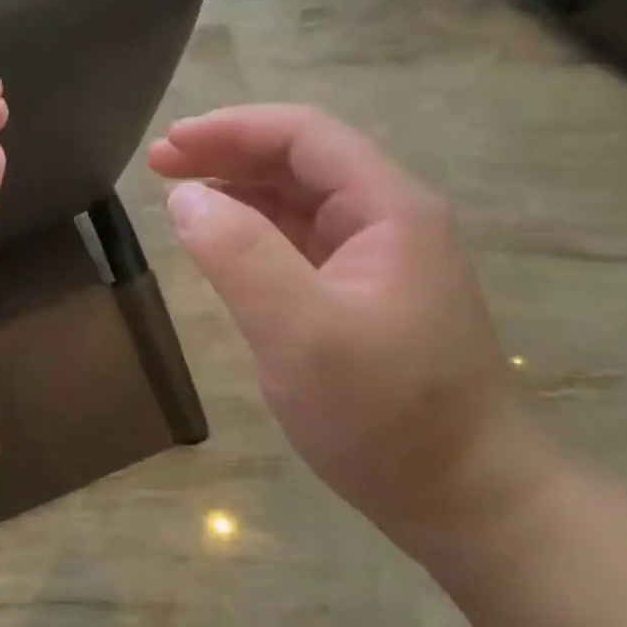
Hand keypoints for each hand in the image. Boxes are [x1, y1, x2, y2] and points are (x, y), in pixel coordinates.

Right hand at [150, 105, 559, 559]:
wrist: (465, 497)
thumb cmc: (386, 414)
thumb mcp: (301, 332)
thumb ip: (239, 256)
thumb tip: (186, 197)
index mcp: (388, 210)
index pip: (304, 136)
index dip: (231, 129)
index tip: (169, 145)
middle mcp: (388, 221)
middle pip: (301, 163)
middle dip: (229, 155)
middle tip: (160, 167)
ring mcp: (377, 262)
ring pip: (299, 203)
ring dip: (239, 191)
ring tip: (180, 196)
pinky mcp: (363, 298)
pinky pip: (301, 246)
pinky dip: (255, 233)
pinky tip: (223, 244)